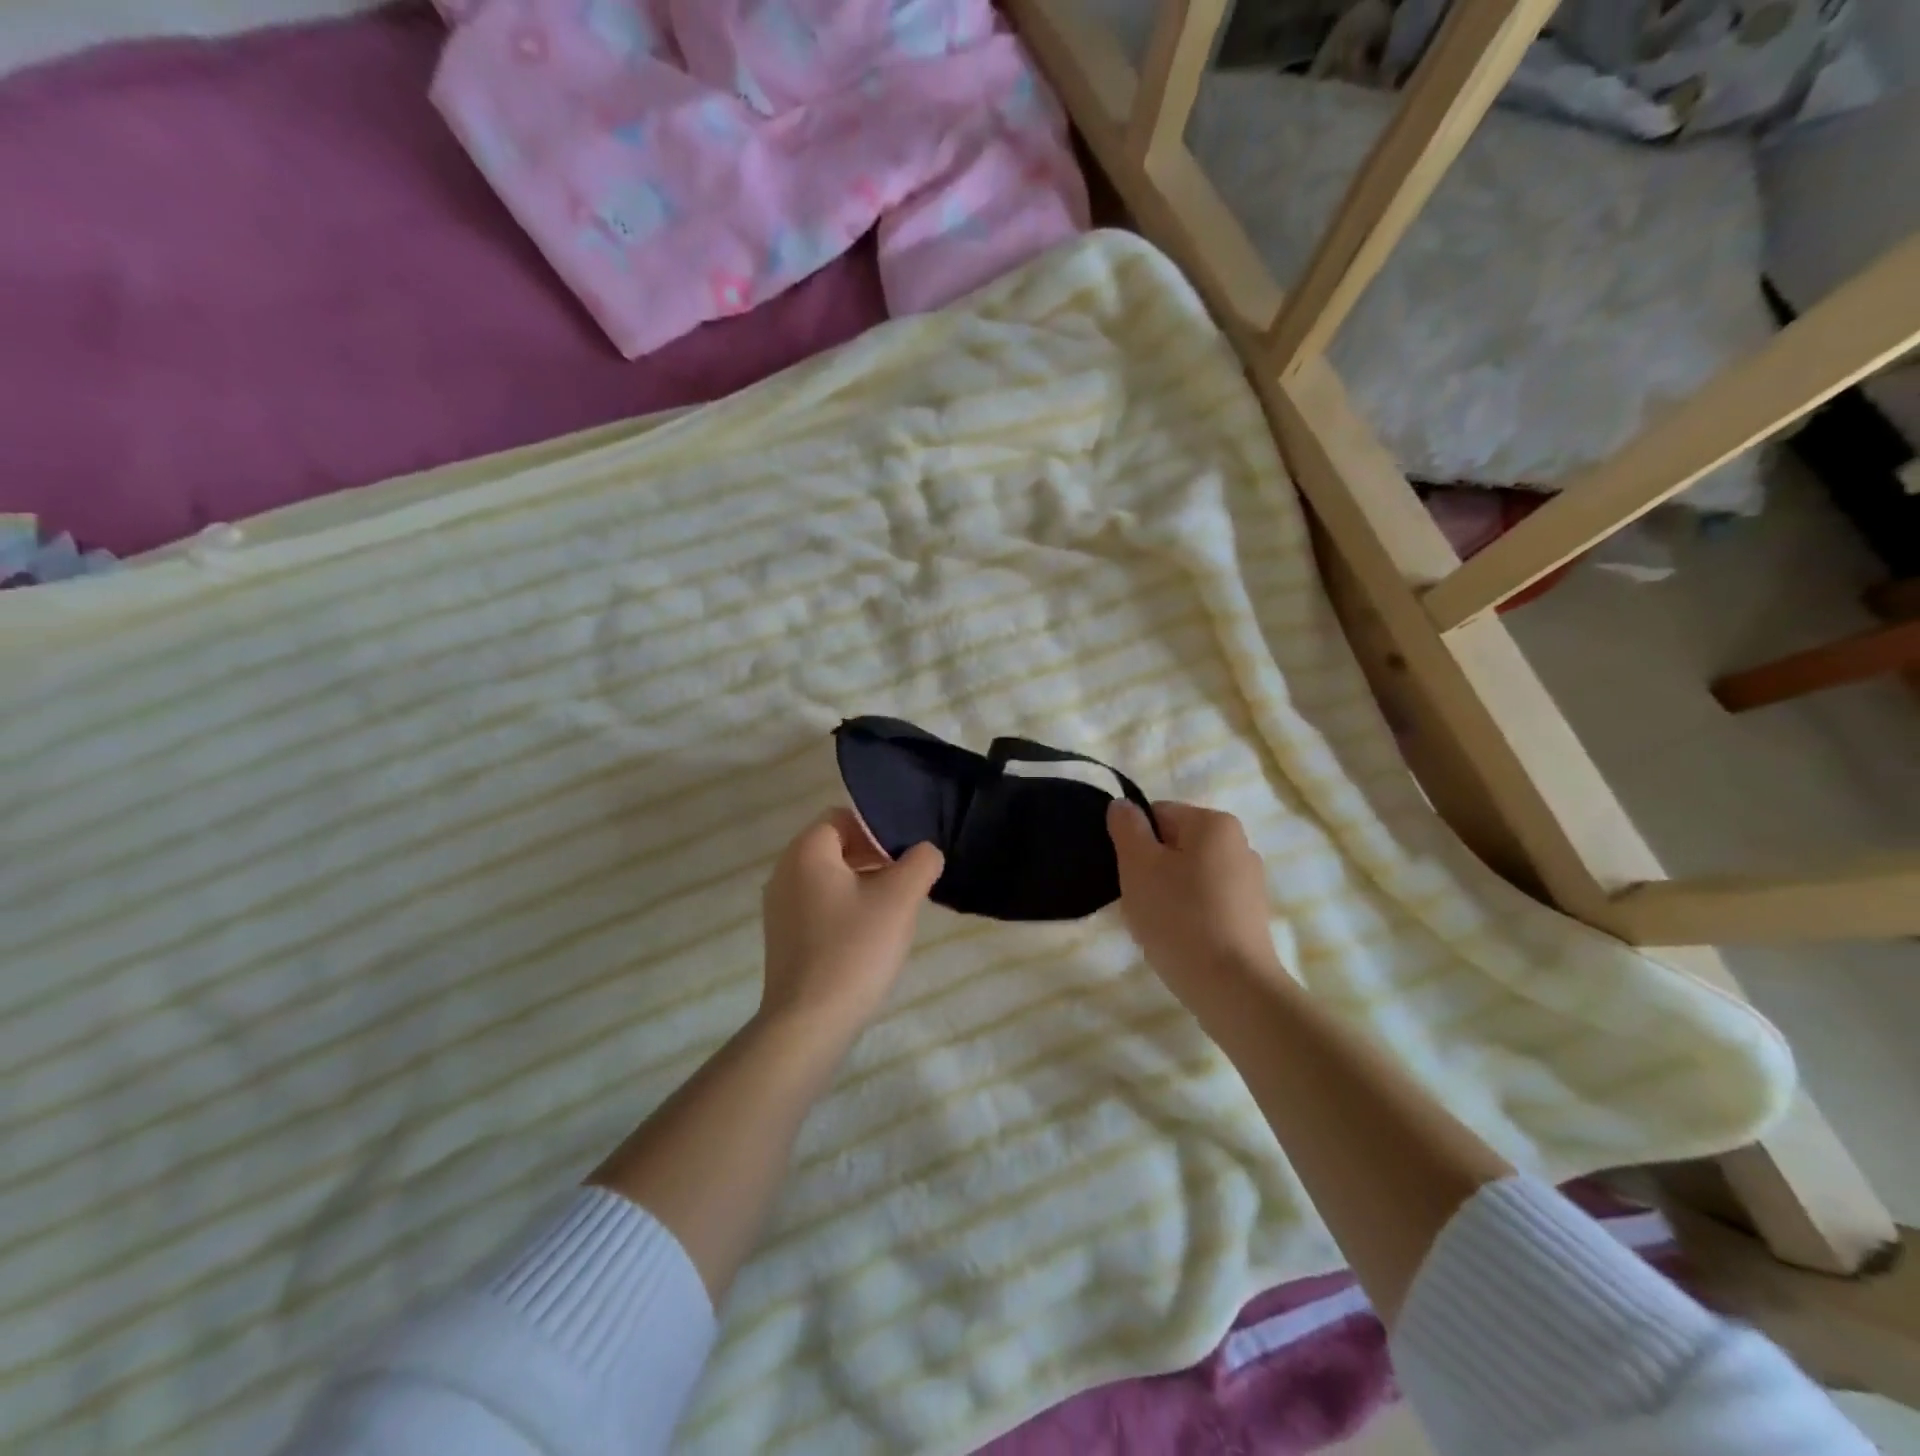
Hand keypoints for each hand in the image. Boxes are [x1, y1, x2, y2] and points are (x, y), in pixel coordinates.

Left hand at [758, 808, 944, 1039]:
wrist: (809, 1023)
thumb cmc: (855, 949)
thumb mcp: (900, 899)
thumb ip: (920, 863)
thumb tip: (925, 852)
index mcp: (806, 851)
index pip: (843, 817)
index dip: (878, 830)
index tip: (904, 859)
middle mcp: (784, 871)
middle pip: (835, 846)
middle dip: (873, 858)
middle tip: (904, 884)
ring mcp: (779, 906)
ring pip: (828, 878)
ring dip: (862, 885)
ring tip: (891, 912)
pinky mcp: (783, 937)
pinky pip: (818, 905)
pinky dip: (844, 909)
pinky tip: (867, 938)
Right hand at [1107, 800, 1282, 997]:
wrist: (1232, 987)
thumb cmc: (1179, 917)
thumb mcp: (1138, 865)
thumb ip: (1127, 828)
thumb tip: (1123, 805)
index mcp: (1214, 823)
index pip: (1157, 815)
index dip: (1134, 842)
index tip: (1128, 875)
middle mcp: (1239, 844)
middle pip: (1174, 845)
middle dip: (1151, 869)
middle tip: (1139, 902)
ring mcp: (1249, 883)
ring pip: (1189, 876)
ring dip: (1167, 894)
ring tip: (1158, 926)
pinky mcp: (1251, 917)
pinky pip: (1207, 903)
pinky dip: (1188, 915)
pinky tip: (1179, 940)